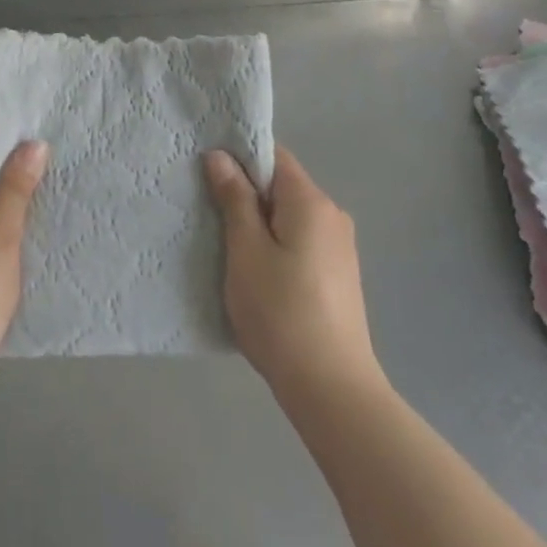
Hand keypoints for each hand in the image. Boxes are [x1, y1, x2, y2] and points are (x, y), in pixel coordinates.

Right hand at [205, 146, 380, 402]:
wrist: (332, 390)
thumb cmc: (281, 313)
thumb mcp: (246, 251)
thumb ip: (235, 199)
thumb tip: (221, 156)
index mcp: (311, 201)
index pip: (274, 156)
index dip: (240, 157)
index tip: (207, 171)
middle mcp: (332, 215)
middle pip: (282, 187)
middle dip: (246, 195)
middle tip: (208, 212)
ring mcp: (339, 248)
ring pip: (289, 218)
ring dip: (259, 224)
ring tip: (226, 246)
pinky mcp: (338, 277)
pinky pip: (300, 243)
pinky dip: (276, 247)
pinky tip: (256, 275)